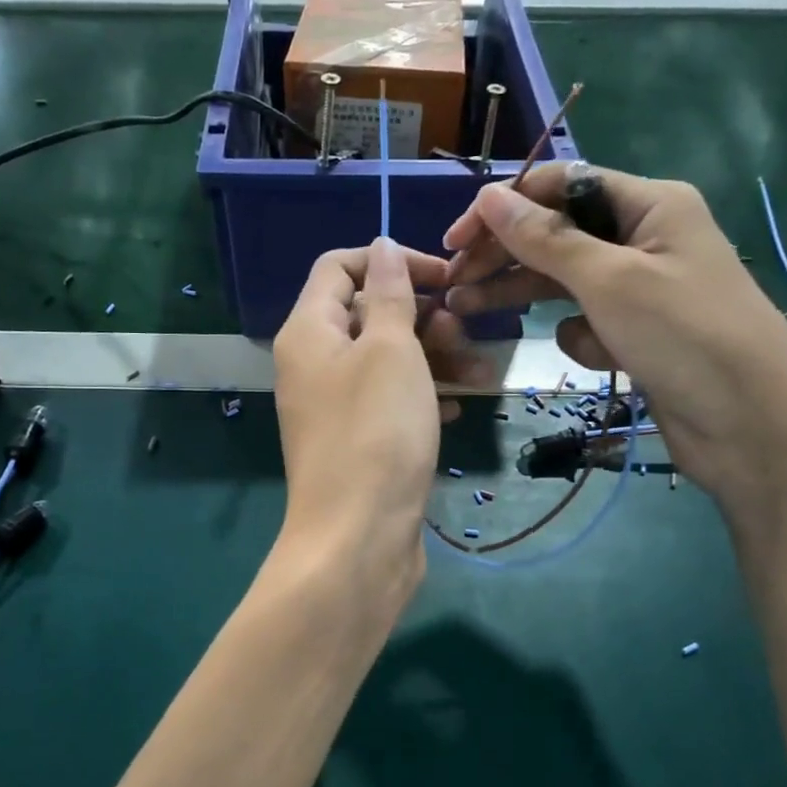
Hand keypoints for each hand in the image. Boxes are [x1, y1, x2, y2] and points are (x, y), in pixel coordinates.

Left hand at [272, 239, 482, 605]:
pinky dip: (423, 396)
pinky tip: (458, 409)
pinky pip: (390, 401)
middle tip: (463, 332)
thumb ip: (388, 295)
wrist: (358, 539)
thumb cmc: (377, 432)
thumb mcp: (389, 350)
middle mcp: (313, 364)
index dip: (389, 261)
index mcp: (307, 332)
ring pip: (385, 360)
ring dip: (433, 357)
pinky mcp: (357, 442)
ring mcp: (334, 407)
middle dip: (420, 315)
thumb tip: (380, 247)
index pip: (339, 267)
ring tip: (479, 371)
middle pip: (366, 314)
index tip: (441, 278)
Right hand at [442, 164, 786, 507]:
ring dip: (524, 295)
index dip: (505, 207)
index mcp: (650, 205)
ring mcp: (642, 289)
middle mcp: (645, 238)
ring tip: (469, 311)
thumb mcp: (609, 279)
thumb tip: (488, 197)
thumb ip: (545, 238)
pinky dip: (585, 339)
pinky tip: (601, 358)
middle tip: (453, 283)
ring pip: (565, 281)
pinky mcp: (638, 333)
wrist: (752, 427)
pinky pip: (589, 322)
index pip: (561, 186)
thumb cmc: (685, 337)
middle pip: (557, 234)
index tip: (457, 238)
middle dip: (505, 256)